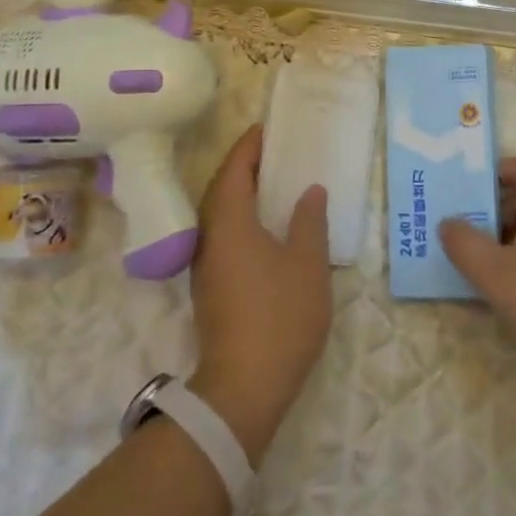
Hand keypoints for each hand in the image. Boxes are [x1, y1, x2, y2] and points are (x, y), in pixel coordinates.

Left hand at [189, 125, 332, 461]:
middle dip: (243, 166)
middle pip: (221, 189)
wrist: (244, 386)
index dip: (249, 147)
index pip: (233, 170)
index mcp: (230, 223)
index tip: (267, 129)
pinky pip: (223, 234)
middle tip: (274, 152)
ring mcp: (207, 265)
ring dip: (241, 192)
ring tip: (273, 183)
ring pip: (220, 214)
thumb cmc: (280, 316)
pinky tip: (266, 227)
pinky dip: (241, 217)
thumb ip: (308, 221)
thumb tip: (309, 191)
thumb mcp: (307, 264)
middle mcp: (210, 237)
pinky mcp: (211, 286)